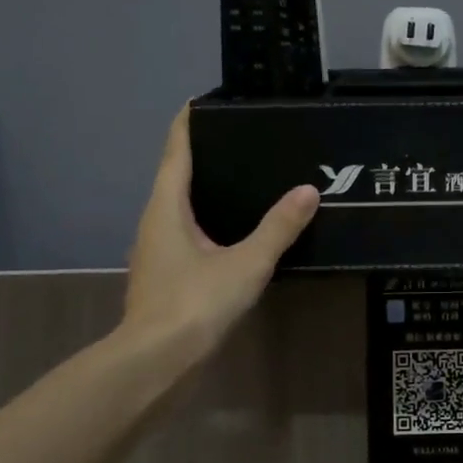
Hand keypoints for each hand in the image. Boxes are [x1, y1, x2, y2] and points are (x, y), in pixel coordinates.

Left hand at [117, 105, 318, 364]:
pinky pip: (187, 236)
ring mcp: (157, 253)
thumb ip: (278, 227)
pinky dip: (208, 223)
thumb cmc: (194, 303)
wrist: (156, 362)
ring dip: (205, 192)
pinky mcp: (165, 277)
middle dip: (203, 156)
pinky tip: (236, 233)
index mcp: (166, 208)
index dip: (187, 123)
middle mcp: (155, 223)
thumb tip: (308, 191)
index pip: (175, 151)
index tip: (203, 100)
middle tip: (242, 140)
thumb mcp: (246, 262)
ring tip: (245, 181)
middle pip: (175, 177)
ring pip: (180, 209)